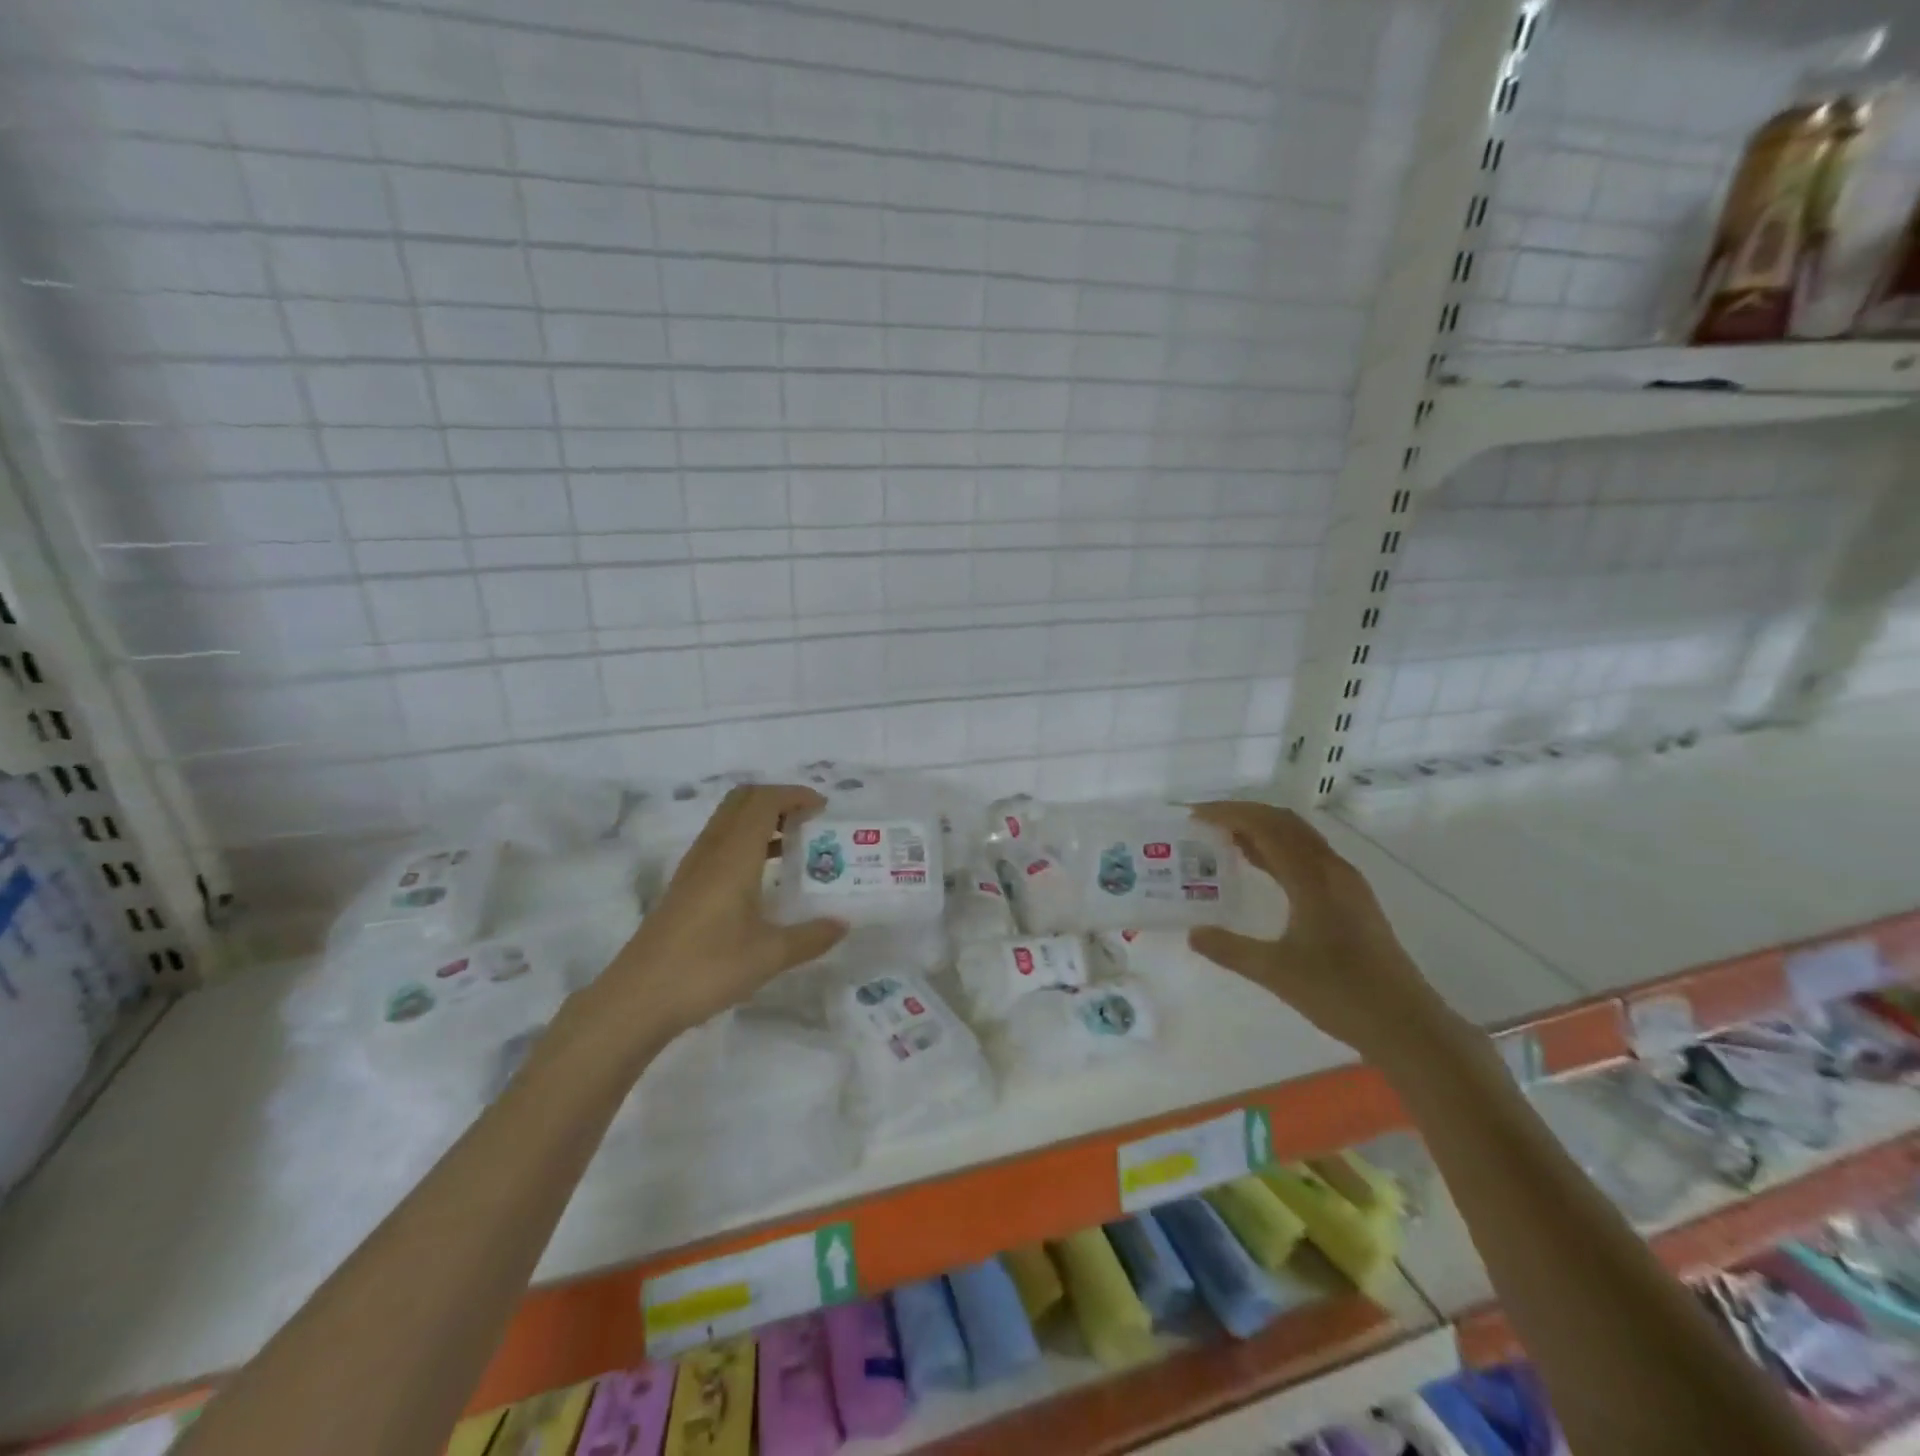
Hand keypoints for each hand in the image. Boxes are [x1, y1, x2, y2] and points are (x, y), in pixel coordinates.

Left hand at [578, 785, 847, 1056]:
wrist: (637, 999)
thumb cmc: (706, 968)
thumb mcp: (768, 956)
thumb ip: (810, 937)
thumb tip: (842, 925)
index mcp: (734, 855)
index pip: (764, 801)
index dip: (795, 795)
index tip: (823, 809)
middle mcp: (712, 851)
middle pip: (742, 801)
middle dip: (778, 800)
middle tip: (809, 822)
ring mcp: (694, 868)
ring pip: (728, 821)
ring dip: (761, 820)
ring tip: (794, 846)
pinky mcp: (685, 887)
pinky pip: (720, 844)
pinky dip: (747, 842)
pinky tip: (763, 877)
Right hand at [1186, 801, 1454, 1066]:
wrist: (1408, 1026)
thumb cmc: (1341, 994)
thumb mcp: (1276, 973)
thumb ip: (1230, 950)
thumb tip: (1193, 933)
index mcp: (1314, 878)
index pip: (1267, 827)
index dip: (1229, 814)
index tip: (1195, 816)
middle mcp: (1333, 870)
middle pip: (1285, 822)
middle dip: (1244, 814)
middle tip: (1206, 823)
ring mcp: (1347, 884)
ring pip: (1299, 838)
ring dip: (1263, 830)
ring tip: (1225, 840)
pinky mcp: (1353, 900)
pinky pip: (1308, 857)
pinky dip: (1278, 850)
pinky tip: (1260, 868)